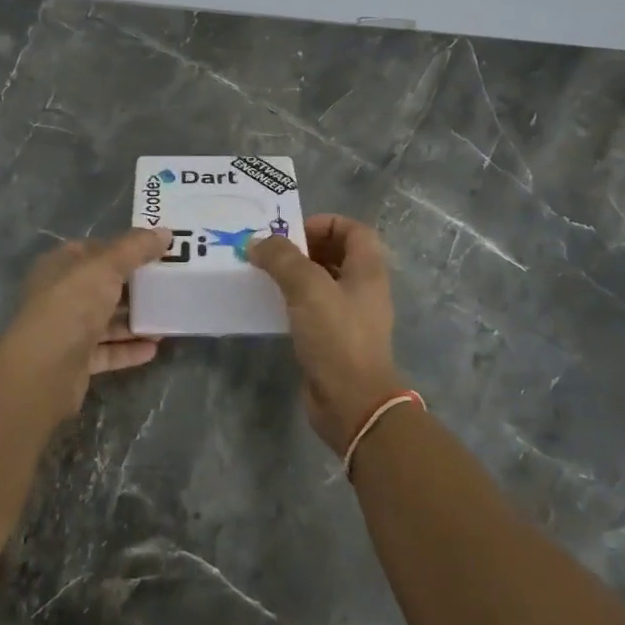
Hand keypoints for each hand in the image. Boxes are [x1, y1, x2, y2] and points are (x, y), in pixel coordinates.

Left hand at [0, 229, 172, 417]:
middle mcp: (60, 296)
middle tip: (168, 286)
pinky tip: (153, 348)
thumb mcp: (106, 266)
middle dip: (134, 288)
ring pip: (105, 321)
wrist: (45, 367)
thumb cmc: (73, 303)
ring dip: (134, 321)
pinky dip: (128, 349)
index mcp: (60, 266)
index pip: (93, 251)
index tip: (155, 252)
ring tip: (166, 321)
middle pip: (102, 287)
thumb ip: (136, 248)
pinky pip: (107, 351)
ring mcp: (67, 330)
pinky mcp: (76, 362)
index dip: (123, 249)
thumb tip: (165, 231)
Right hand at [249, 215, 406, 453]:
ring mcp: (351, 316)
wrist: (352, 402)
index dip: (325, 222)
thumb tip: (257, 242)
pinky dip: (295, 301)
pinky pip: (315, 309)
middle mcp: (364, 289)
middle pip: (337, 253)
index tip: (292, 232)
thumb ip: (281, 259)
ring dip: (297, 274)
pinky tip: (272, 306)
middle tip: (271, 252)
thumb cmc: (336, 336)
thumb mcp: (307, 287)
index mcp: (368, 270)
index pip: (354, 229)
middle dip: (304, 247)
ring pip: (324, 282)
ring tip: (265, 275)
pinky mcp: (336, 340)